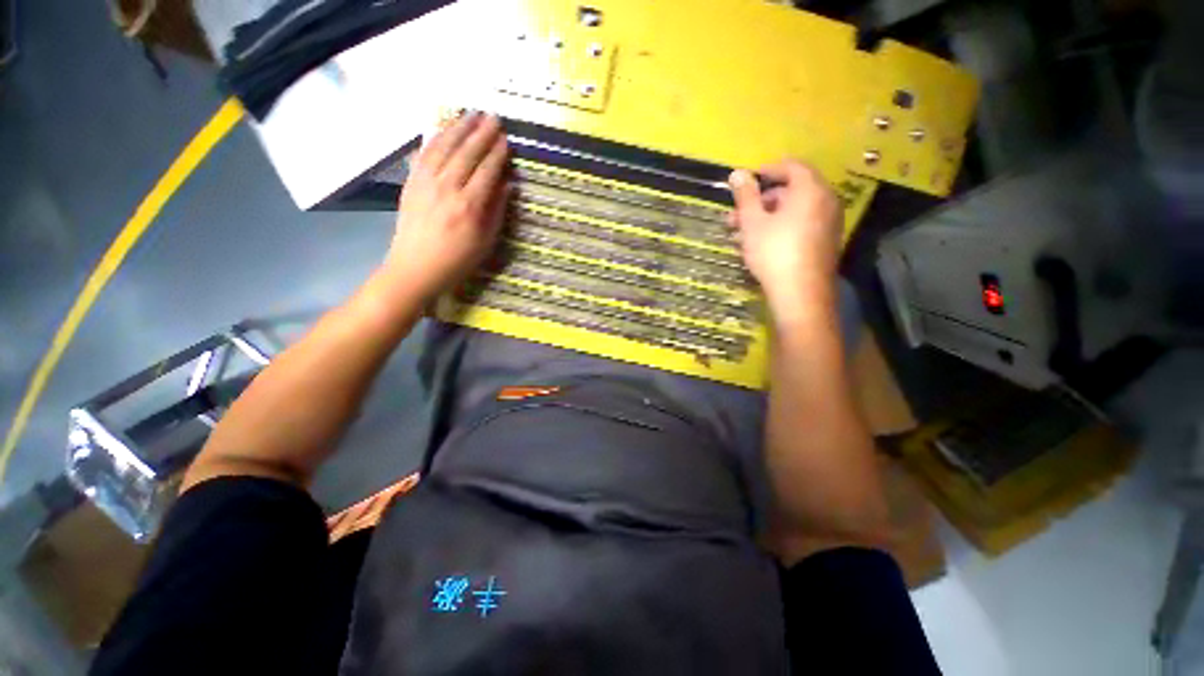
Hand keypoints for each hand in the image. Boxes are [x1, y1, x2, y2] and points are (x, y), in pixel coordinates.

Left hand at [384, 112, 510, 301]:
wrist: (416, 268)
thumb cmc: (458, 260)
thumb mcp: (486, 242)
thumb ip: (497, 211)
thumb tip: (507, 185)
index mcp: (470, 206)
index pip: (487, 171)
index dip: (497, 153)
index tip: (506, 139)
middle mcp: (448, 188)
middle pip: (467, 153)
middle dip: (481, 133)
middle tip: (493, 117)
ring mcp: (426, 183)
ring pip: (444, 147)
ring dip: (459, 128)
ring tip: (471, 114)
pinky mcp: (411, 182)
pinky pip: (424, 153)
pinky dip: (435, 137)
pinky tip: (444, 128)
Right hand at [728, 160, 842, 318]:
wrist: (801, 294)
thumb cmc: (774, 252)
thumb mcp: (753, 222)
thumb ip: (745, 196)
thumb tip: (737, 172)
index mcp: (810, 190)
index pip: (792, 167)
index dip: (768, 170)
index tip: (746, 182)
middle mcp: (826, 202)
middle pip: (791, 192)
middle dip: (760, 202)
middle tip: (736, 216)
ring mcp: (828, 224)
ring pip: (793, 212)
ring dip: (766, 218)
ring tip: (740, 235)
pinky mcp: (825, 243)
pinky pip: (801, 226)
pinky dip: (780, 229)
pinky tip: (759, 246)